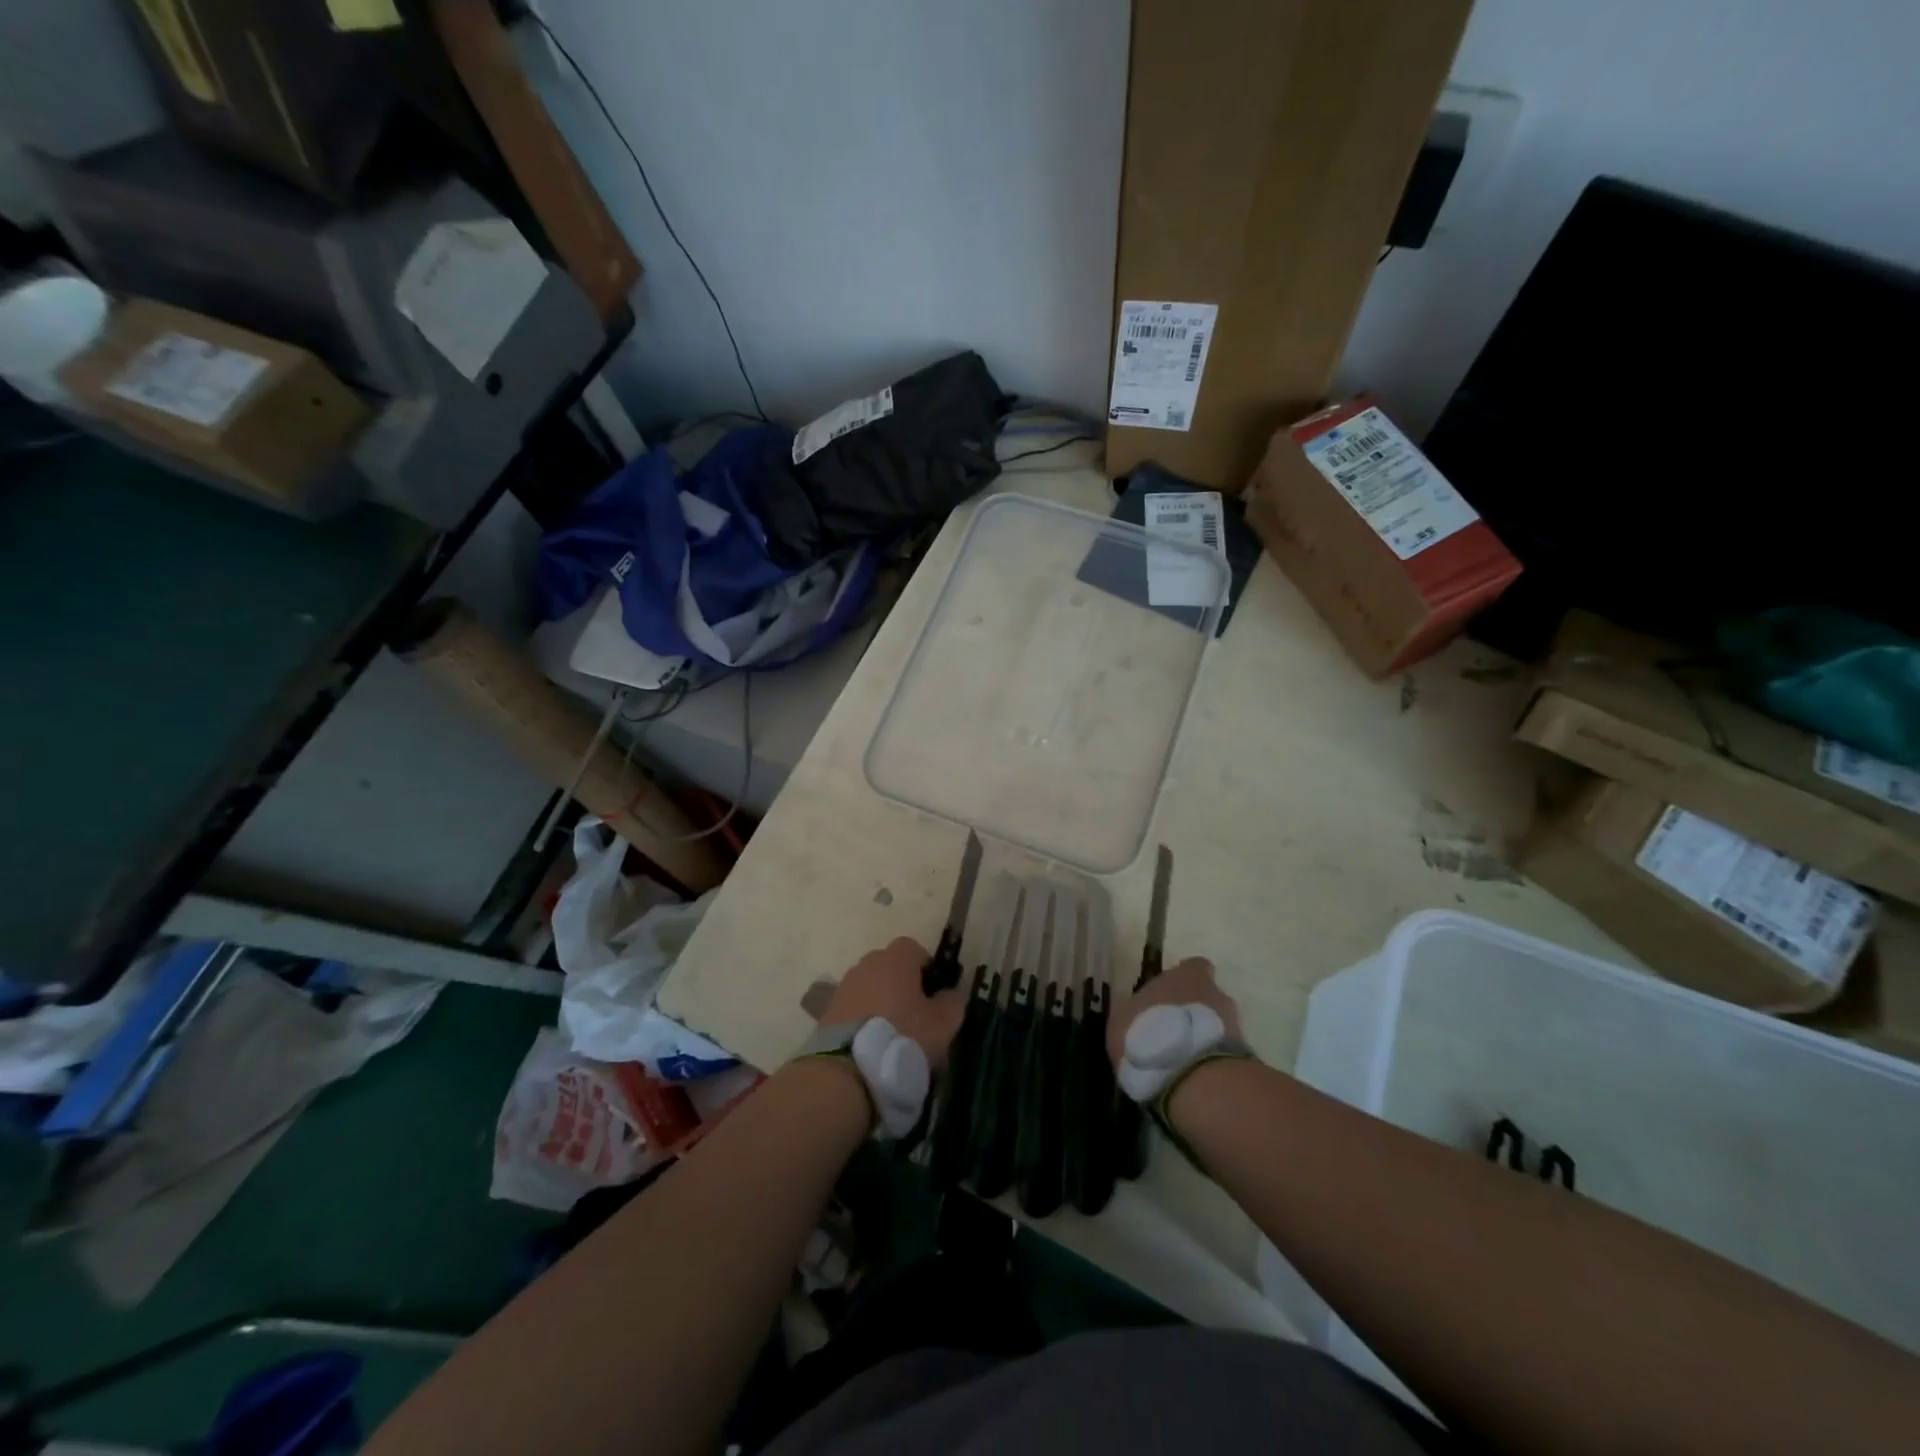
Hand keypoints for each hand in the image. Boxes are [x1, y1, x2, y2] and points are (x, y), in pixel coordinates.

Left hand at [818, 937, 964, 1070]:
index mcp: (895, 959)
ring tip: (891, 1033)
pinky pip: (853, 1006)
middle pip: (889, 966)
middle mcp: (867, 964)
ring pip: (870, 986)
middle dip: (902, 984)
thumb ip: (952, 1002)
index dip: (926, 967)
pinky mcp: (827, 1010)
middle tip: (915, 1014)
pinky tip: (871, 1043)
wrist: (847, 1070)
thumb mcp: (943, 1023)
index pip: (913, 948)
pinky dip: (862, 1018)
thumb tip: (952, 993)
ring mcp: (844, 986)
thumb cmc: (903, 1037)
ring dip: (880, 1001)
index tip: (933, 993)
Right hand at [1107, 956, 1242, 1070]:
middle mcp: (1215, 994)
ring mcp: (1233, 1026)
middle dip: (1194, 1014)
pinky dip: (1211, 1063)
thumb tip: (1135, 1015)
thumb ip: (1132, 1014)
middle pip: (1208, 998)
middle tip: (1174, 1034)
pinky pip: (1223, 1055)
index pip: (1193, 968)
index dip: (1184, 981)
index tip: (1170, 996)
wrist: (1194, 1078)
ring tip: (1183, 1062)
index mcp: (1185, 976)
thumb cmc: (1149, 1035)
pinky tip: (1193, 1080)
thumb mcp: (1121, 1022)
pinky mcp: (1243, 1059)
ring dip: (1204, 1040)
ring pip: (1217, 1027)